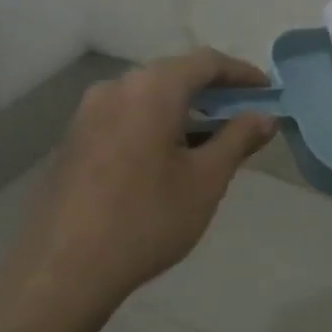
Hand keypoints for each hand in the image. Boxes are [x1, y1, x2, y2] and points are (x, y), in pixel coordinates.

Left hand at [0, 50, 276, 318]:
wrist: (63, 269)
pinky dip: (155, 123)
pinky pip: (125, 115)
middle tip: (244, 116)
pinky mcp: (74, 138)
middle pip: (174, 74)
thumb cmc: (147, 219)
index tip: (268, 92)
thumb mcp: (205, 181)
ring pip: (148, 96)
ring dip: (184, 109)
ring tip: (211, 140)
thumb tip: (264, 117)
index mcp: (151, 89)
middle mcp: (116, 87)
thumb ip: (238, 140)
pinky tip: (169, 156)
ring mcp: (88, 112)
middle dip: (214, 91)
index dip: (242, 73)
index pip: (206, 62)